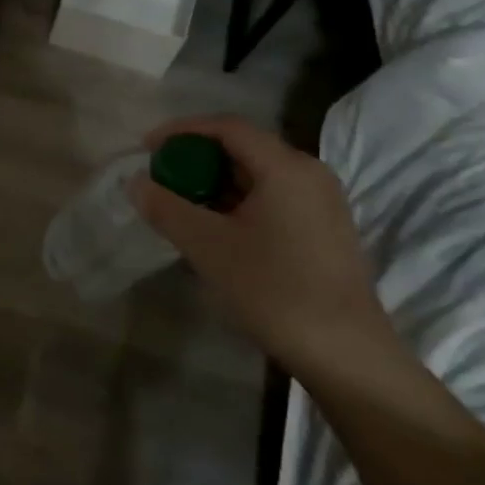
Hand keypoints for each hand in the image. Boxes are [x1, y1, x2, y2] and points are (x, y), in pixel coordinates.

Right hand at [130, 115, 398, 377]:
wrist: (348, 356)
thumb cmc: (275, 291)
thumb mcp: (209, 247)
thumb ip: (167, 208)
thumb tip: (136, 182)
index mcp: (286, 167)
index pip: (227, 127)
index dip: (182, 131)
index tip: (147, 148)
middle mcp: (310, 173)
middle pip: (243, 149)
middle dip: (197, 160)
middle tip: (162, 181)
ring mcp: (323, 203)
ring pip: (258, 176)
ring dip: (216, 184)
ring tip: (182, 208)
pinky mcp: (326, 230)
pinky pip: (273, 198)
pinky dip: (239, 203)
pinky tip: (218, 231)